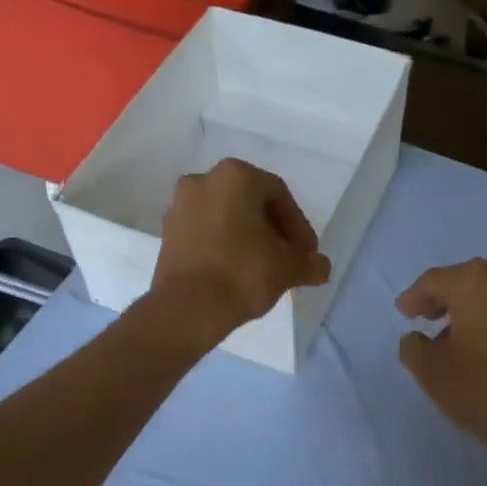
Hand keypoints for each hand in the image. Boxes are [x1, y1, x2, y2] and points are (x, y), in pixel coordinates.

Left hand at [150, 158, 331, 347]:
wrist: (187, 309)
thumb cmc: (243, 274)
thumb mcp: (289, 268)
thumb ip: (310, 263)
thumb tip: (320, 267)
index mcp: (236, 176)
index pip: (279, 196)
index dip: (298, 227)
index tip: (307, 255)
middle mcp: (203, 180)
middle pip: (250, 203)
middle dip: (272, 230)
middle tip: (288, 259)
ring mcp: (180, 206)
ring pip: (226, 217)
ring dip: (247, 238)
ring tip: (263, 268)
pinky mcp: (166, 233)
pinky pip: (205, 233)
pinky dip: (223, 246)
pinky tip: (235, 272)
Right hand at [397, 259, 486, 480]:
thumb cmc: (483, 389)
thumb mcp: (431, 371)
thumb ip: (413, 347)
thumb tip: (416, 338)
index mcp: (475, 283)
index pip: (434, 281)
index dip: (414, 298)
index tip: (404, 314)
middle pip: (464, 281)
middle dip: (441, 299)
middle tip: (423, 318)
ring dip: (466, 310)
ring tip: (448, 338)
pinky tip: (478, 346)